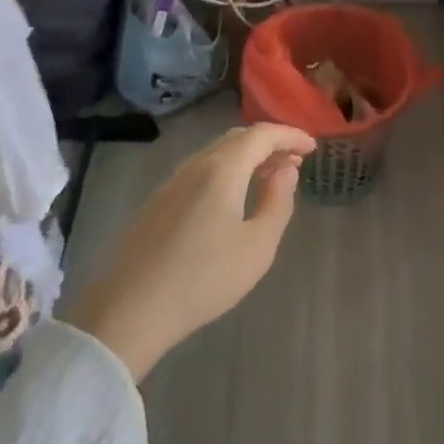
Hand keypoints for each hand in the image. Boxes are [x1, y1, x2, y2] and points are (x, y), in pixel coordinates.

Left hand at [66, 123, 315, 381]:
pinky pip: (201, 170)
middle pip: (237, 138)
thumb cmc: (204, 279)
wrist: (130, 308)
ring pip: (216, 153)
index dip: (290, 135)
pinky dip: (226, 170)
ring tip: (269, 177)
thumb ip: (277, 202)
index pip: (262, 134)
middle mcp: (196, 165)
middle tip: (295, 161)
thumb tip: (286, 169)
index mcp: (222, 168)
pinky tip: (233, 196)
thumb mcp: (257, 246)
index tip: (313, 147)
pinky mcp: (158, 201)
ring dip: (247, 157)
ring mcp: (172, 182)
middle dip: (269, 143)